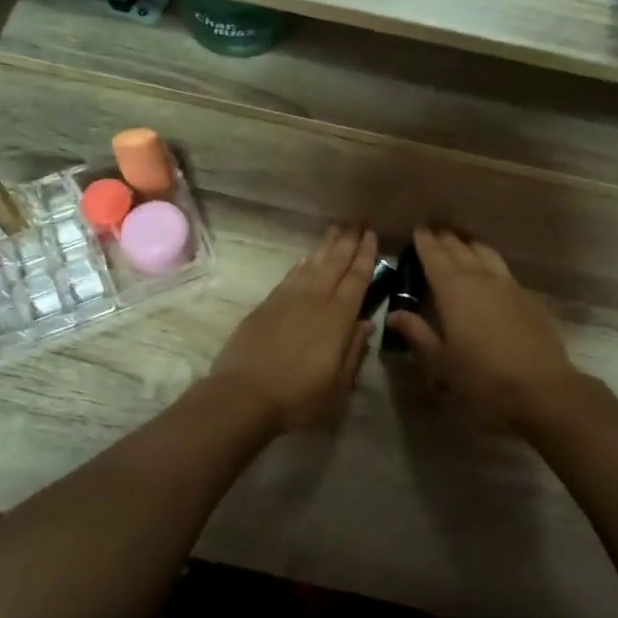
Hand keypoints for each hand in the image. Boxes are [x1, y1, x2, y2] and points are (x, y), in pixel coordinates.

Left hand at [210, 226, 375, 432]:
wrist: (244, 395)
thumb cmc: (298, 396)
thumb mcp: (338, 384)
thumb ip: (354, 350)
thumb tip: (366, 324)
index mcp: (338, 318)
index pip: (357, 278)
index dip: (366, 255)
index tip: (372, 235)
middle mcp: (315, 300)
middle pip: (335, 263)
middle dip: (348, 241)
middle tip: (358, 221)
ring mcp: (288, 299)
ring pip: (312, 264)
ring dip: (326, 246)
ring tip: (336, 229)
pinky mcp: (267, 305)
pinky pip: (291, 275)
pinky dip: (302, 263)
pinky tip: (307, 257)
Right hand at [383, 228, 584, 429]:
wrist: (540, 386)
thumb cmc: (482, 376)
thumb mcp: (440, 361)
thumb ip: (417, 333)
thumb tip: (394, 315)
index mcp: (453, 290)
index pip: (435, 255)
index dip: (425, 241)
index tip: (417, 229)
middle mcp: (480, 278)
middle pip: (459, 248)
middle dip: (445, 237)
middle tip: (434, 230)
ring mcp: (507, 284)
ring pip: (485, 252)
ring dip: (469, 244)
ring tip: (461, 241)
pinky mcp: (527, 296)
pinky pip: (502, 268)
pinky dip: (489, 261)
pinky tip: (489, 271)